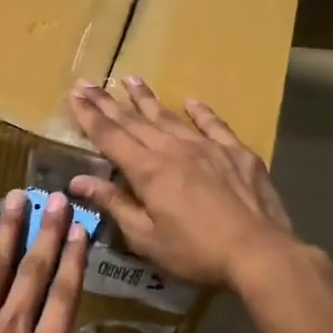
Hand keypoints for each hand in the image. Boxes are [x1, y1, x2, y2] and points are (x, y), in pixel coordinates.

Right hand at [68, 76, 301, 290]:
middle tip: (88, 82)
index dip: (89, 116)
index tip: (74, 95)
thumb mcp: (145, 237)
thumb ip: (114, 204)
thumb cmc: (195, 252)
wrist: (258, 252)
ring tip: (130, 79)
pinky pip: (214, 125)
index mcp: (148, 171)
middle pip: (135, 120)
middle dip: (108, 102)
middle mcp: (174, 149)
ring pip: (170, 116)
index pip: (110, 136)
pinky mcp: (237, 153)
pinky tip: (191, 101)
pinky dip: (200, 112)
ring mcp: (208, 147)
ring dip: (147, 98)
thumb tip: (78, 181)